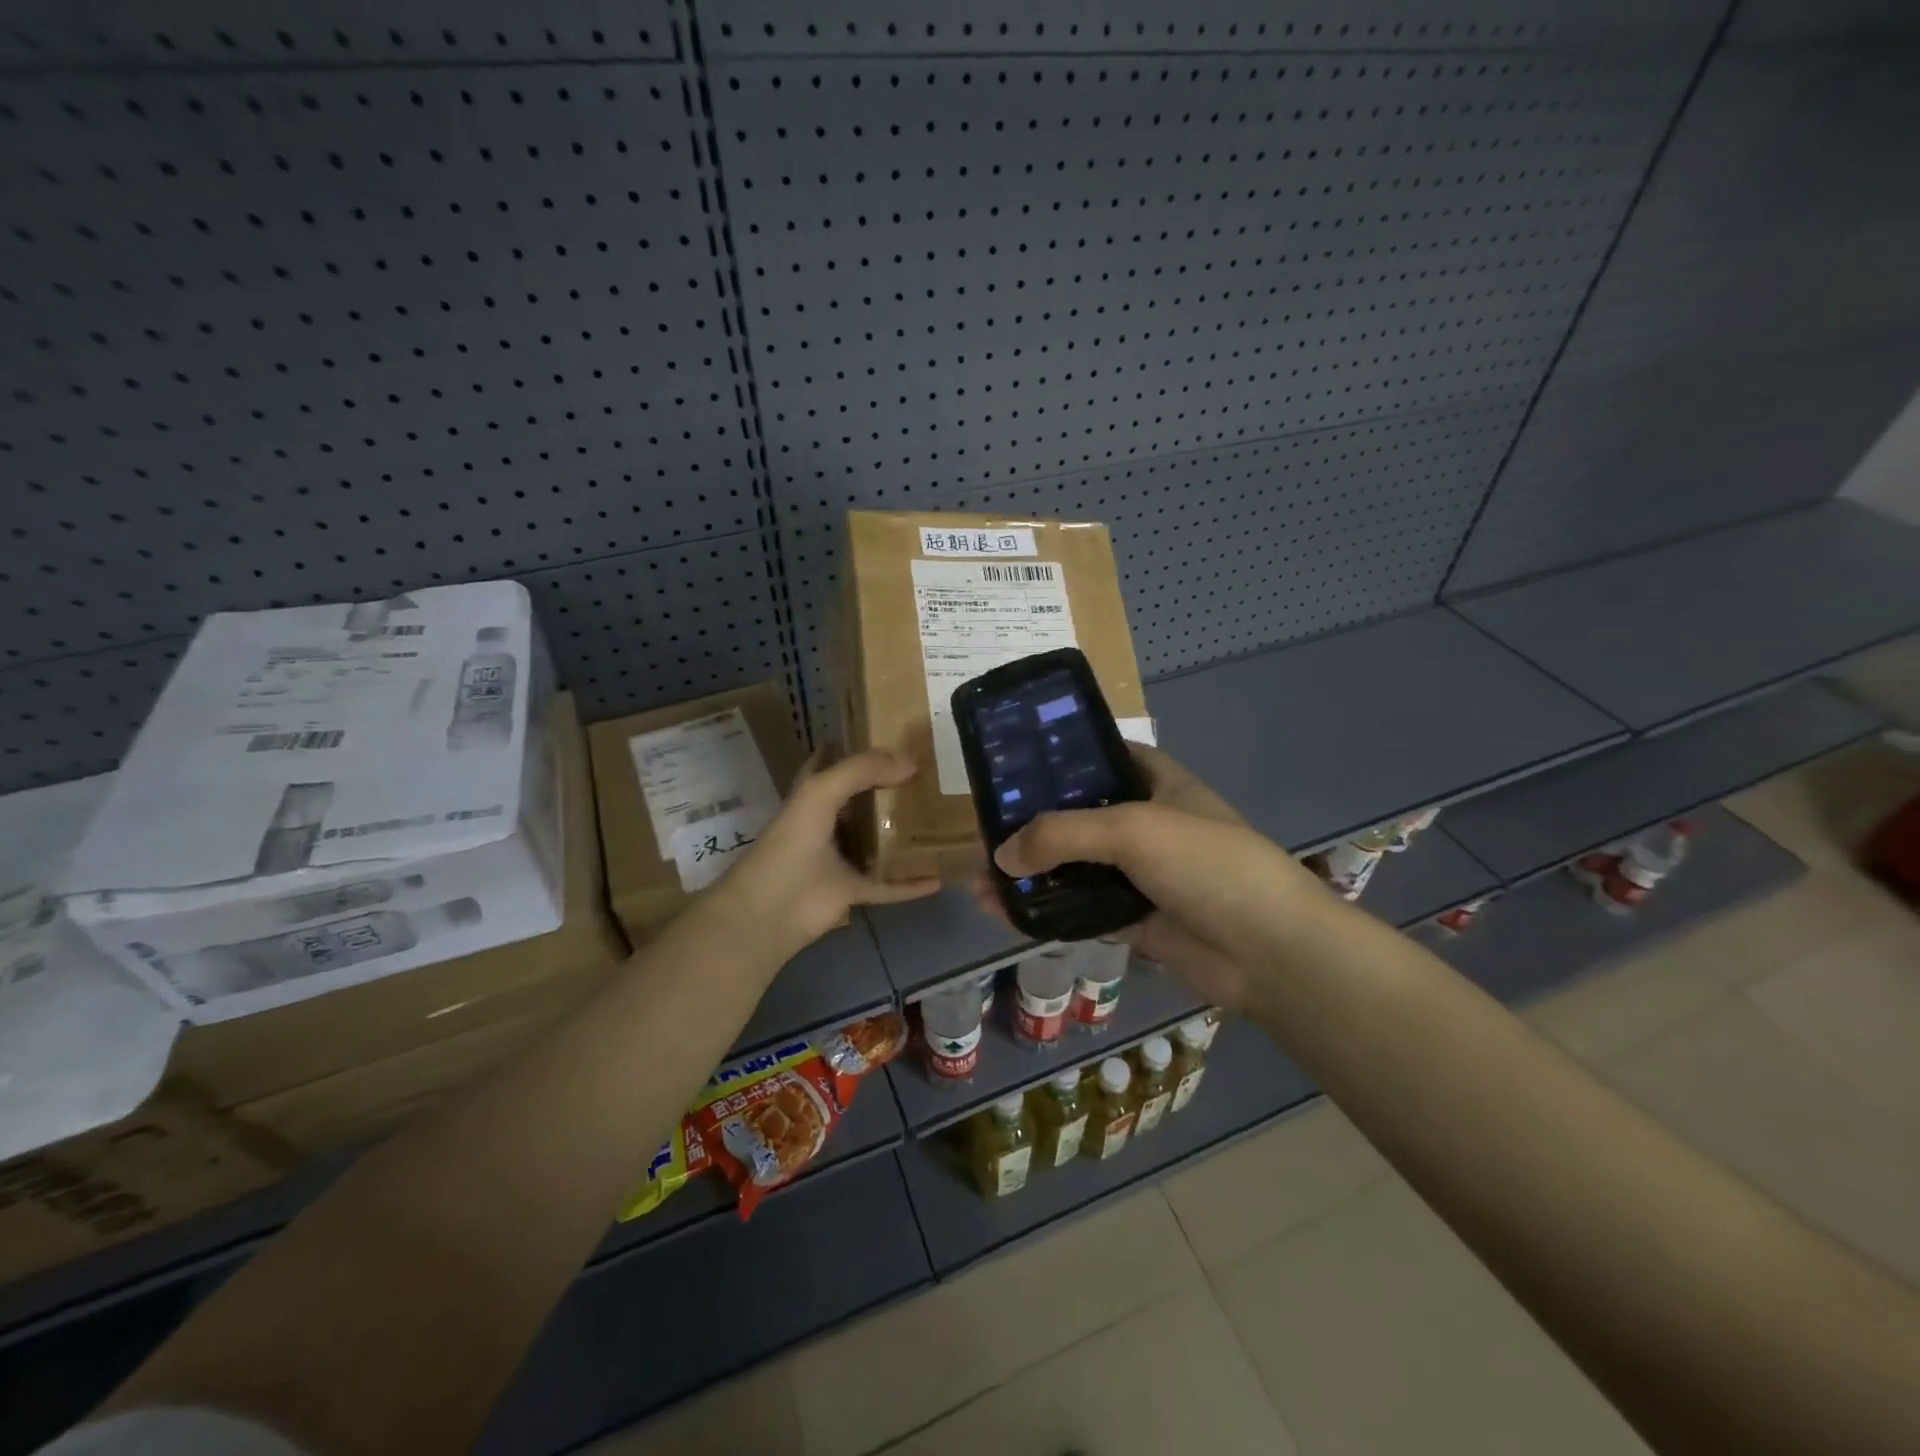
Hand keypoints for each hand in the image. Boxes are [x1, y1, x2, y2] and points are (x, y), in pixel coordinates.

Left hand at [716, 749, 940, 961]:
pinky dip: (911, 884)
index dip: (853, 747)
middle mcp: (828, 824)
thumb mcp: (822, 792)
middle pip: (862, 801)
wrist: (773, 909)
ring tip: (940, 817)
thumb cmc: (792, 843)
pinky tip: (939, 877)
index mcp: (813, 796)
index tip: (888, 736)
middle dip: (889, 788)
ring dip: (903, 834)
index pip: (831, 763)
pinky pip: (890, 885)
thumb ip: (862, 770)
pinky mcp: (854, 890)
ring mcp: (841, 859)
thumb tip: (910, 763)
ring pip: (879, 841)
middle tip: (929, 774)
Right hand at [976, 745, 1327, 1012]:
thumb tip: (1001, 856)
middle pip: (1079, 816)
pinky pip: (1080, 911)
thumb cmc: (1207, 864)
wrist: (1269, 951)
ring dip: (1031, 874)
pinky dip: (1046, 913)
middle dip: (1032, 825)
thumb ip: (1062, 834)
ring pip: (1074, 868)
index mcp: (1157, 784)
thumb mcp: (1133, 829)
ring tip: (980, 880)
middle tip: (983, 830)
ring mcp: (1140, 875)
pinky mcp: (1134, 920)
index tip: (1015, 764)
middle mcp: (1147, 824)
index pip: (1103, 756)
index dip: (1062, 757)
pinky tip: (1005, 914)